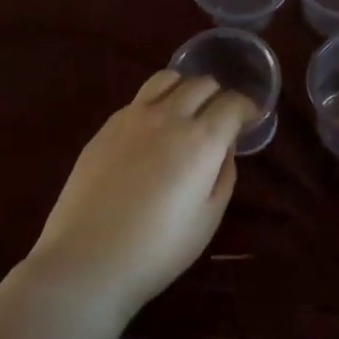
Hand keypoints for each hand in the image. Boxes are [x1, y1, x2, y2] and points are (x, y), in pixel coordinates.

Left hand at [28, 70, 256, 316]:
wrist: (87, 260)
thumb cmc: (158, 249)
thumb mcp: (208, 218)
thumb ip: (223, 174)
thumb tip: (224, 147)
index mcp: (201, 140)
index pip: (233, 103)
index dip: (248, 108)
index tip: (251, 119)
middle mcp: (169, 117)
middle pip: (202, 84)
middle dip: (219, 96)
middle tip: (221, 118)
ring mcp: (132, 117)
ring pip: (167, 78)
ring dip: (186, 88)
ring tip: (187, 111)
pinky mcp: (106, 126)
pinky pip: (139, 98)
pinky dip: (157, 102)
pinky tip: (153, 130)